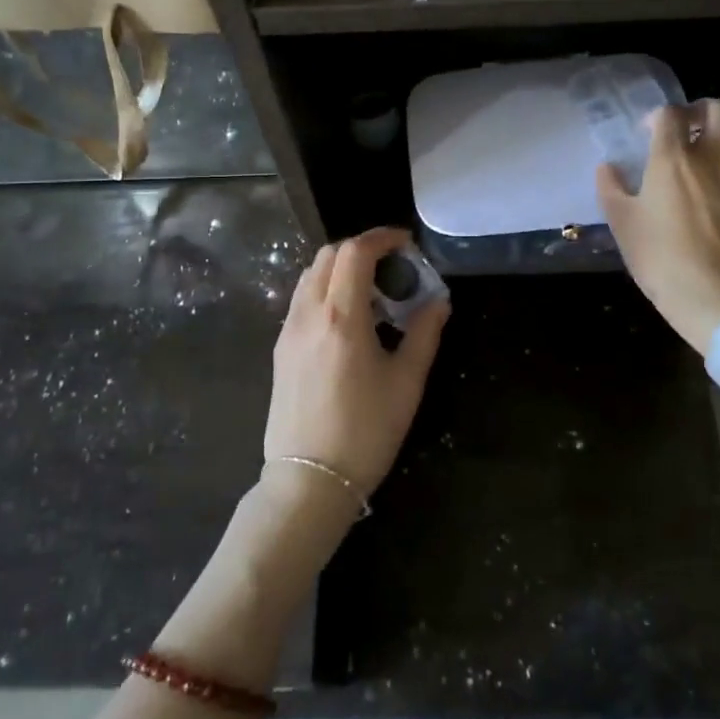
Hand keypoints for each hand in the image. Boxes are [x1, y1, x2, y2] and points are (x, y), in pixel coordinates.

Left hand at [266, 227, 449, 495]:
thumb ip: (425, 333)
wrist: (308, 480)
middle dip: (362, 248)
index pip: (355, 252)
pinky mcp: (280, 348)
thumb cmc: (365, 432)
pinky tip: (348, 317)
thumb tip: (439, 300)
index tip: (406, 243)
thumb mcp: (407, 382)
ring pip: (310, 274)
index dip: (382, 237)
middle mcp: (308, 313)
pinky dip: (325, 289)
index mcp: (341, 316)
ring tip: (372, 291)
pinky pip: (302, 299)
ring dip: (341, 267)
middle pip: (329, 255)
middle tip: (393, 266)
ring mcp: (288, 330)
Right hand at [598, 101, 719, 356]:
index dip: (657, 116)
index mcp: (673, 159)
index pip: (670, 114)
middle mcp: (710, 158)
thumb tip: (608, 167)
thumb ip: (611, 189)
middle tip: (684, 128)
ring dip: (718, 136)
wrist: (717, 297)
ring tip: (698, 157)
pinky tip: (710, 192)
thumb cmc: (661, 258)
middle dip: (701, 110)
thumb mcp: (623, 225)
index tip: (646, 132)